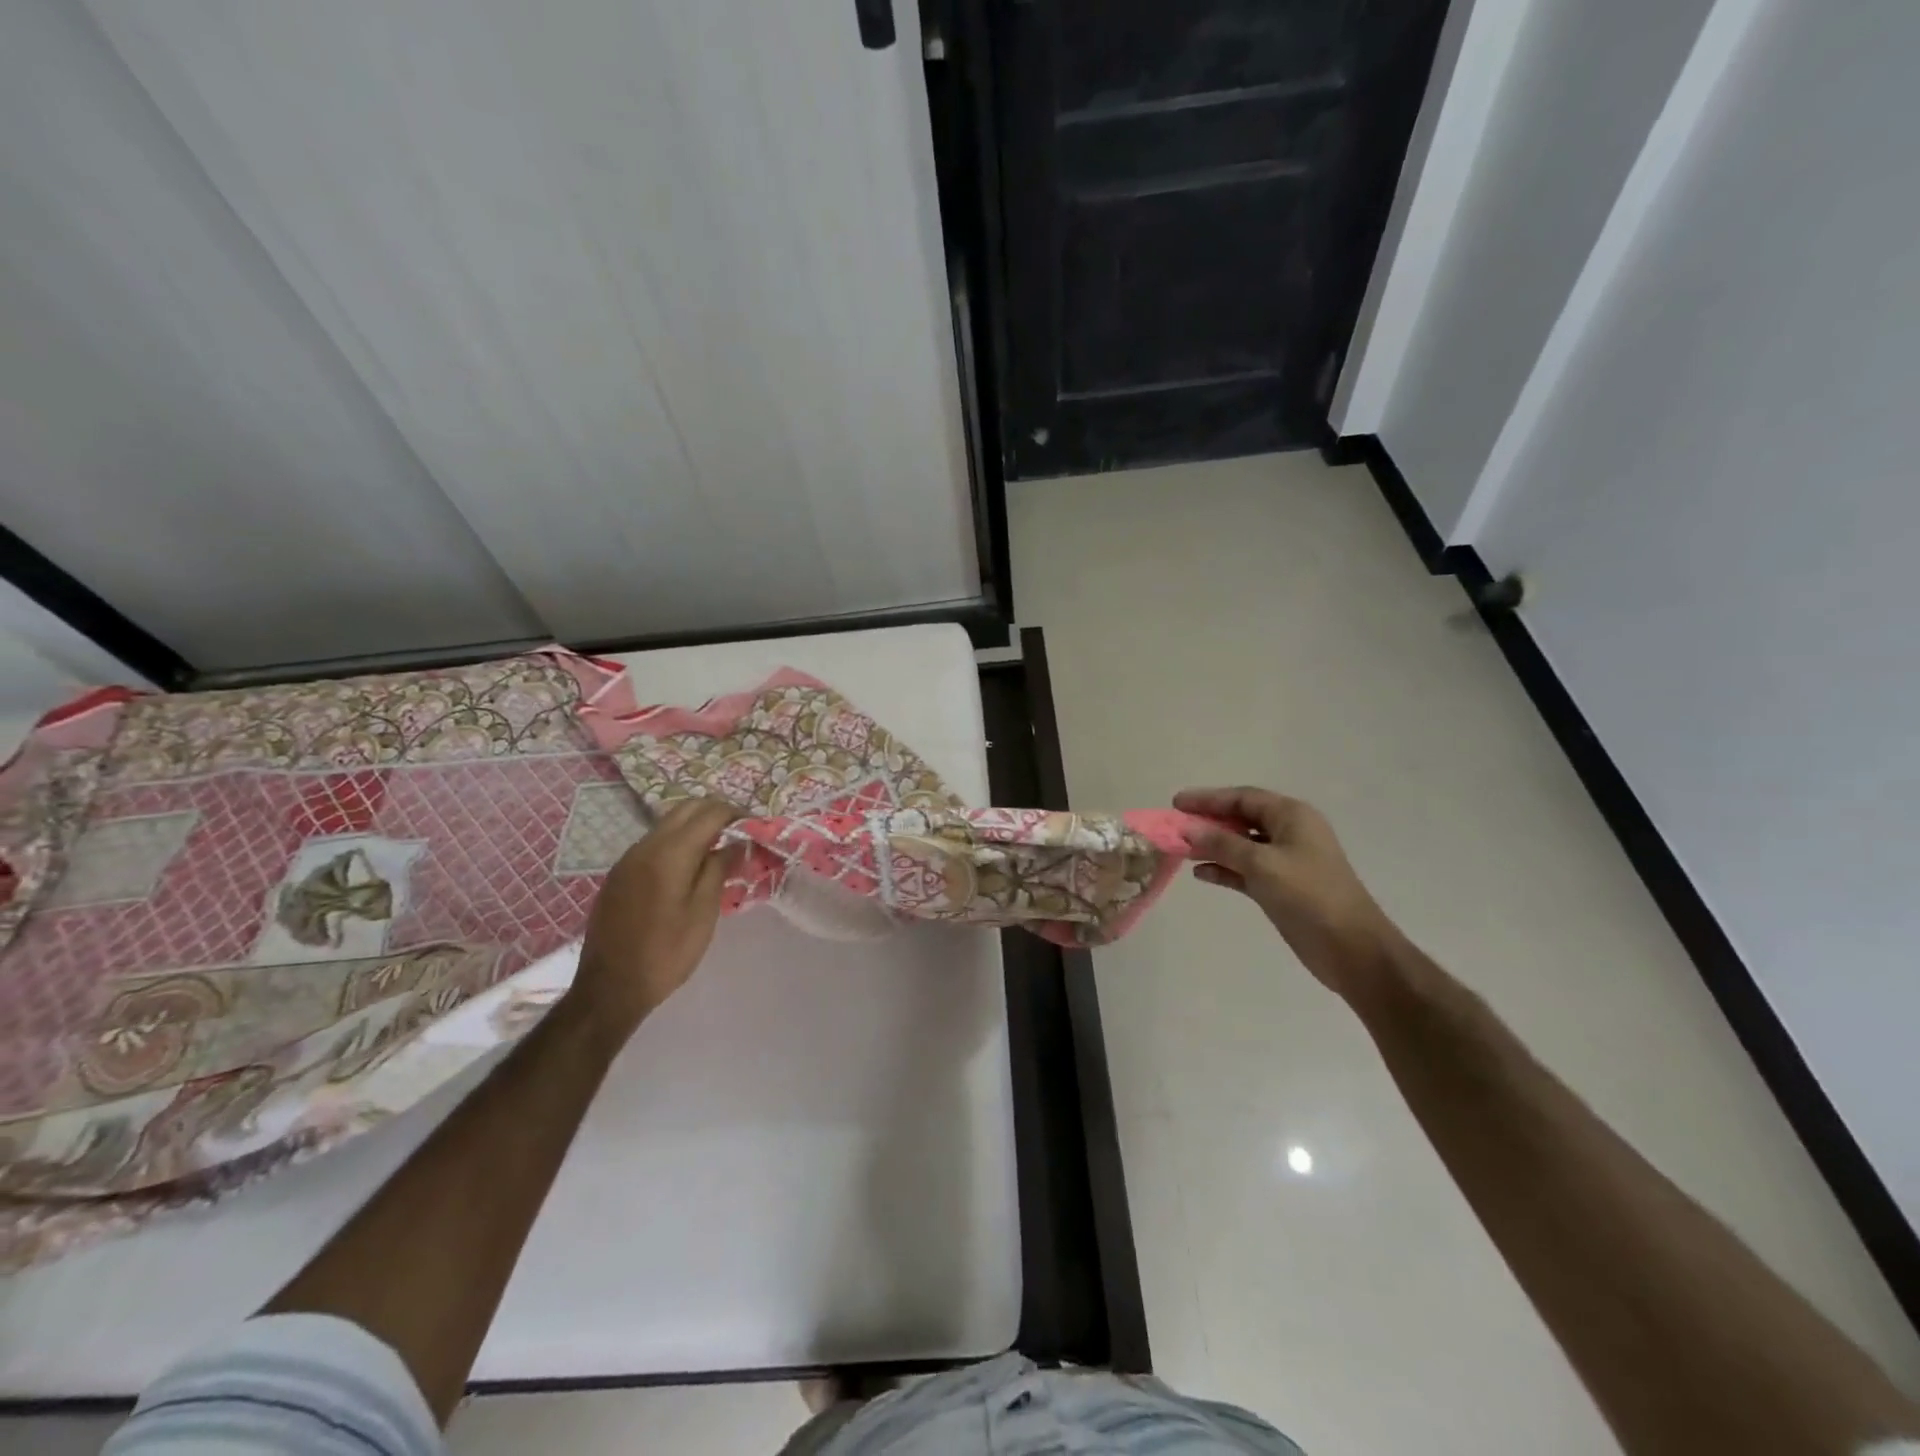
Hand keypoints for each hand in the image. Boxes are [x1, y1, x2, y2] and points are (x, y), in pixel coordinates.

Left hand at [563, 797, 739, 1047]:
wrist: (610, 988)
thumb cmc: (666, 953)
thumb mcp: (703, 912)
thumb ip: (719, 869)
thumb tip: (735, 842)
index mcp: (670, 853)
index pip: (709, 813)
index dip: (736, 813)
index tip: (755, 826)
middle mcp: (645, 846)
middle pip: (685, 809)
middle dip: (716, 812)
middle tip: (740, 832)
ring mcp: (628, 858)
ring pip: (668, 823)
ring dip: (695, 825)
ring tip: (719, 848)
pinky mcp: (620, 873)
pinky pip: (654, 842)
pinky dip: (677, 841)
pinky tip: (690, 866)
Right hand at [1175, 786, 1399, 999]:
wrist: (1352, 948)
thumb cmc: (1310, 895)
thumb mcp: (1262, 864)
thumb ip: (1223, 844)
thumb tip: (1188, 830)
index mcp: (1292, 816)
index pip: (1243, 798)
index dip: (1208, 798)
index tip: (1176, 803)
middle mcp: (1289, 833)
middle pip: (1241, 818)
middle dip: (1208, 821)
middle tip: (1175, 825)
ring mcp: (1285, 861)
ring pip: (1241, 845)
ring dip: (1212, 846)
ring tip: (1181, 849)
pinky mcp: (1281, 887)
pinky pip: (1245, 870)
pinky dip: (1224, 869)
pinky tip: (1200, 873)